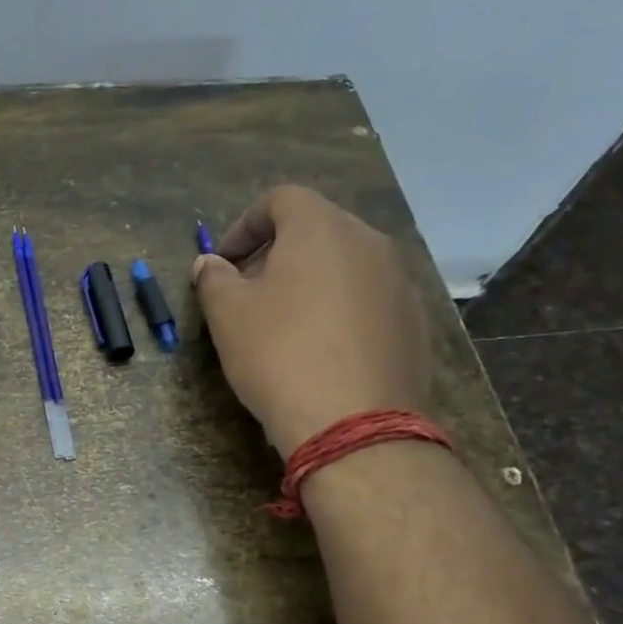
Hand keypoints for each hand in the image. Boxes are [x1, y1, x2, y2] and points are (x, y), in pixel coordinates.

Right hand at [192, 184, 430, 457]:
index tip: (223, 263)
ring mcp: (398, 282)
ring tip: (284, 323)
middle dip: (277, 252)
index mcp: (321, 229)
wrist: (352, 424)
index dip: (244, 225)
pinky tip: (322, 350)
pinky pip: (368, 299)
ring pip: (346, 264)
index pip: (280, 199)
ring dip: (311, 280)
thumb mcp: (227, 316)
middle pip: (317, 229)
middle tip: (248, 291)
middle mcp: (369, 242)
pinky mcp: (413, 322)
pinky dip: (340, 309)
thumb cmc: (279, 356)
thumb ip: (214, 279)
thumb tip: (210, 264)